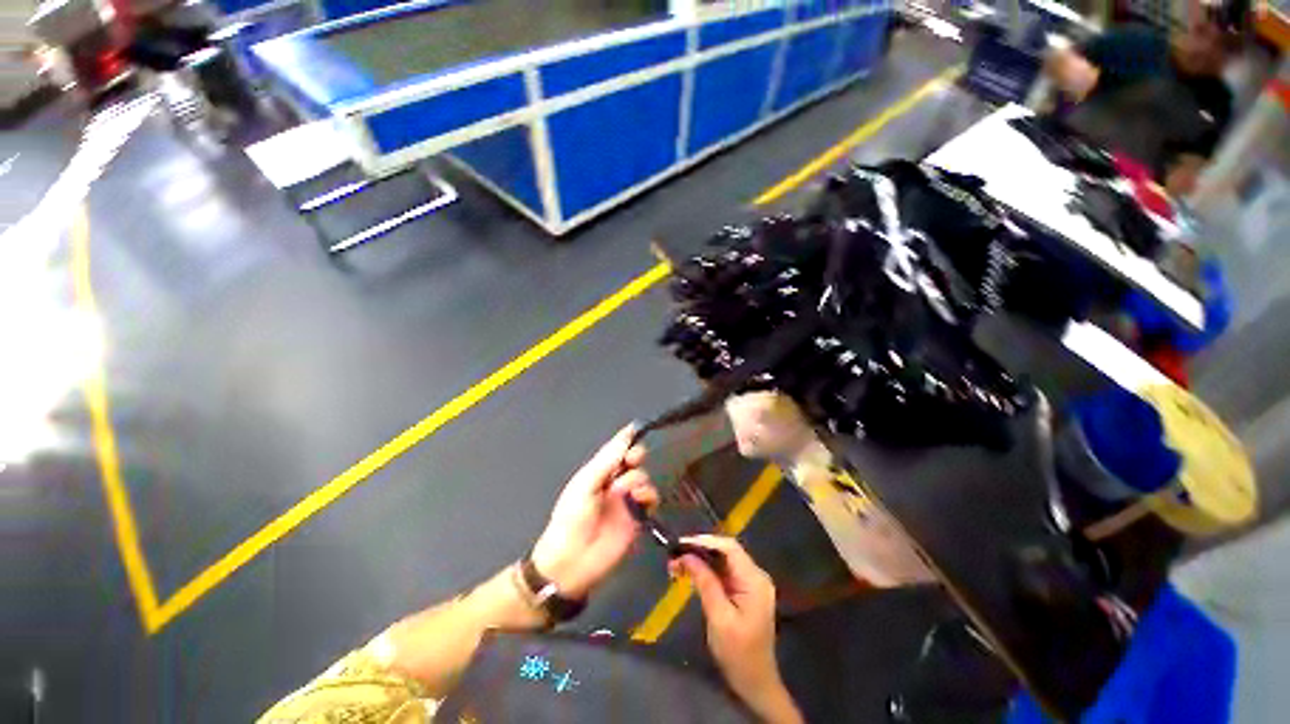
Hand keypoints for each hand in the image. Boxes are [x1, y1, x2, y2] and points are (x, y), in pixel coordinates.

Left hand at [531, 425, 658, 599]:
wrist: (572, 561)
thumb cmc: (571, 518)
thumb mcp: (585, 485)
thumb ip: (606, 462)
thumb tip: (625, 440)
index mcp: (598, 472)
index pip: (614, 450)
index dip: (626, 438)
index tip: (638, 427)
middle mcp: (613, 482)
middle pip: (632, 460)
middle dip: (635, 455)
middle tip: (633, 459)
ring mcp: (626, 499)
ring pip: (642, 477)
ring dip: (637, 479)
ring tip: (625, 492)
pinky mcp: (637, 517)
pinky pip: (650, 499)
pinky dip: (649, 496)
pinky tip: (640, 501)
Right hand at [674, 535, 802, 723]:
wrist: (756, 684)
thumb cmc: (738, 654)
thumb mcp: (719, 618)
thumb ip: (705, 582)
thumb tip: (687, 555)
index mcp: (754, 579)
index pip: (729, 547)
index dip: (704, 541)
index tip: (681, 544)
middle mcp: (755, 575)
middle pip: (725, 551)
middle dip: (699, 550)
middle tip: (674, 556)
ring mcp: (751, 583)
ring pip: (722, 560)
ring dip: (700, 560)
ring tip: (676, 564)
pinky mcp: (744, 591)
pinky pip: (724, 572)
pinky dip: (706, 571)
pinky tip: (690, 573)